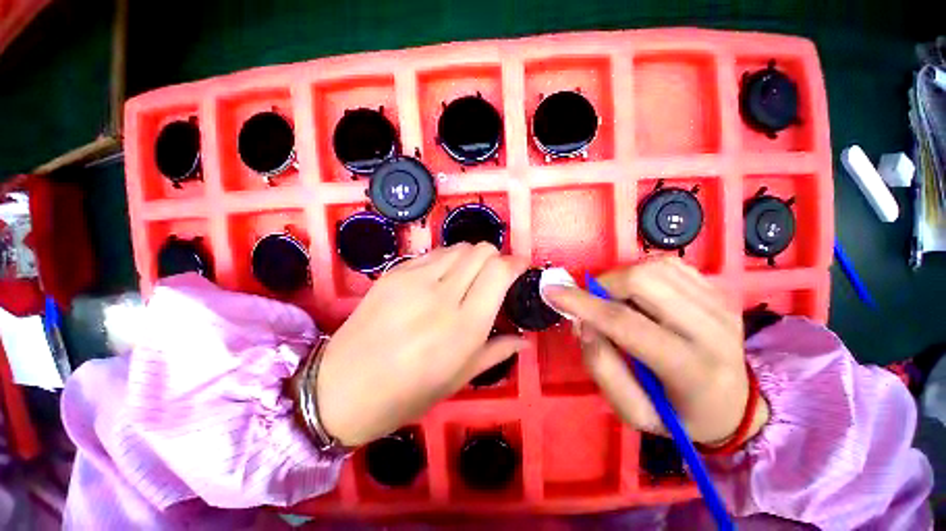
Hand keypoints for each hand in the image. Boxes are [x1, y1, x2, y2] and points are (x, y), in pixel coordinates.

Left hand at [314, 243, 528, 446]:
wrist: (342, 387)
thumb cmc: (406, 393)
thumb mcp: (459, 379)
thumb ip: (497, 352)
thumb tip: (525, 341)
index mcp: (464, 326)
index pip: (499, 271)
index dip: (516, 263)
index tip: (521, 267)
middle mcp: (442, 295)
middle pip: (481, 250)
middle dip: (495, 257)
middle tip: (494, 275)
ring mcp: (414, 279)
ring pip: (458, 247)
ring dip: (471, 257)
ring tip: (468, 277)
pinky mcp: (395, 273)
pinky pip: (433, 254)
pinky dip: (447, 260)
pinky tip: (441, 279)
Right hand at [542, 257, 768, 445]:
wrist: (734, 404)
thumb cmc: (678, 413)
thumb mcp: (634, 412)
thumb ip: (601, 367)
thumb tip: (584, 323)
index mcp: (692, 369)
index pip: (625, 322)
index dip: (582, 303)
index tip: (551, 292)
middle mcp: (713, 329)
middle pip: (642, 281)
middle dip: (603, 286)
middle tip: (593, 303)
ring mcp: (721, 304)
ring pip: (653, 267)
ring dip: (620, 280)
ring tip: (617, 302)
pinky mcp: (719, 290)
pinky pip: (668, 265)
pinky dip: (642, 274)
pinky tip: (641, 296)